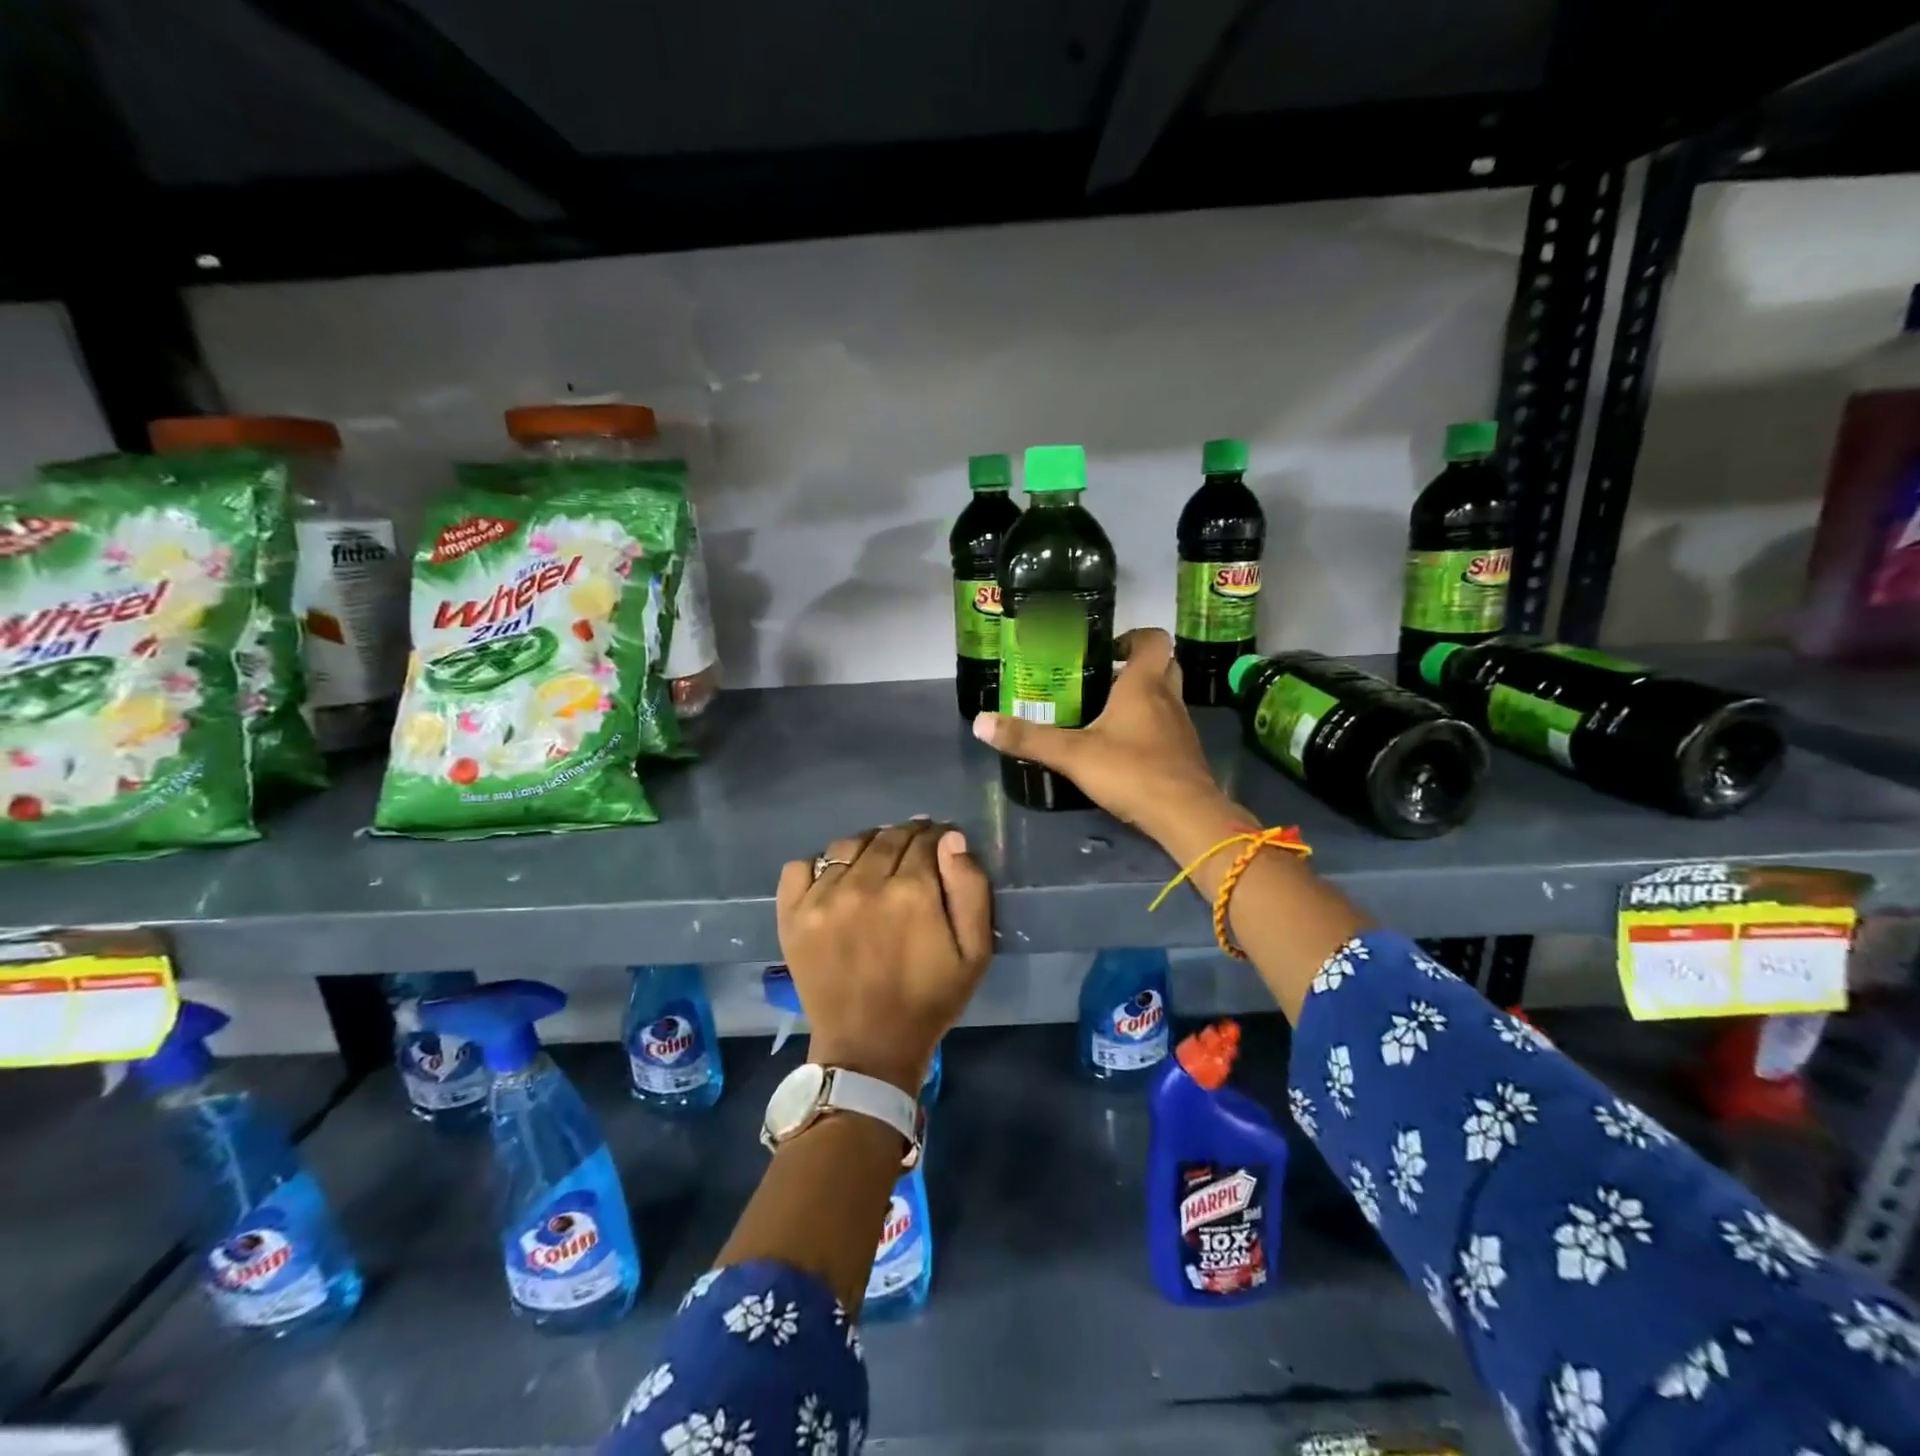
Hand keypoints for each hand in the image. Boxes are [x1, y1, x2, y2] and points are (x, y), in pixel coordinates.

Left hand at [777, 821, 992, 1096]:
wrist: (868, 1047)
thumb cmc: (929, 1000)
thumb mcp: (975, 952)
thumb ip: (970, 889)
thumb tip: (951, 839)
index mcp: (912, 891)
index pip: (925, 839)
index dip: (937, 838)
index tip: (941, 846)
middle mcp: (864, 884)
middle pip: (887, 837)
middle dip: (906, 837)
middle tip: (914, 852)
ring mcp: (822, 898)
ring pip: (847, 845)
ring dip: (868, 845)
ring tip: (876, 862)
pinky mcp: (792, 915)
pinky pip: (800, 866)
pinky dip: (818, 864)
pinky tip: (835, 880)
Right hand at [972, 627, 1242, 853]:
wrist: (1185, 815)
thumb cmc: (1131, 771)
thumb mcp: (1072, 754)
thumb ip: (1027, 738)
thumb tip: (980, 722)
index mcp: (1145, 684)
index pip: (1154, 639)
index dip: (1133, 637)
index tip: (1106, 651)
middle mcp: (1168, 698)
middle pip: (1163, 666)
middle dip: (1136, 667)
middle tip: (1103, 679)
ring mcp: (1181, 727)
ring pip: (1166, 698)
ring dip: (1142, 699)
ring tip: (1104, 714)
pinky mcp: (1185, 754)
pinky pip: (1167, 728)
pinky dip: (1148, 729)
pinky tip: (1122, 749)